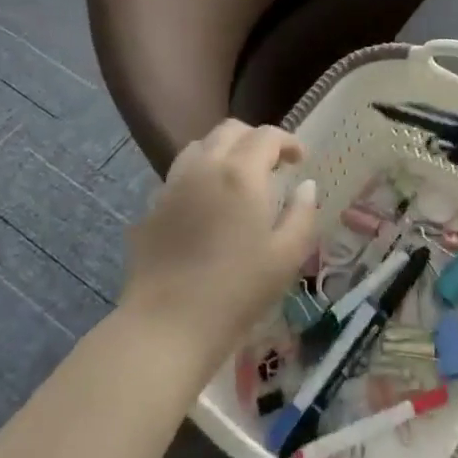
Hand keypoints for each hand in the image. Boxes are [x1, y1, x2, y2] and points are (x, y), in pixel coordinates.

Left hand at [120, 121, 317, 361]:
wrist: (165, 327)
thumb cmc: (236, 292)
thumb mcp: (286, 257)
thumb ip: (302, 214)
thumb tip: (306, 186)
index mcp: (241, 173)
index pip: (267, 136)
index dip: (287, 141)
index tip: (299, 160)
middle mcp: (205, 167)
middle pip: (230, 130)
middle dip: (255, 139)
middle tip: (270, 165)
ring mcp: (172, 185)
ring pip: (199, 146)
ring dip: (223, 151)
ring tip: (236, 178)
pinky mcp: (151, 208)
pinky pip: (178, 175)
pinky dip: (198, 175)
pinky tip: (206, 205)